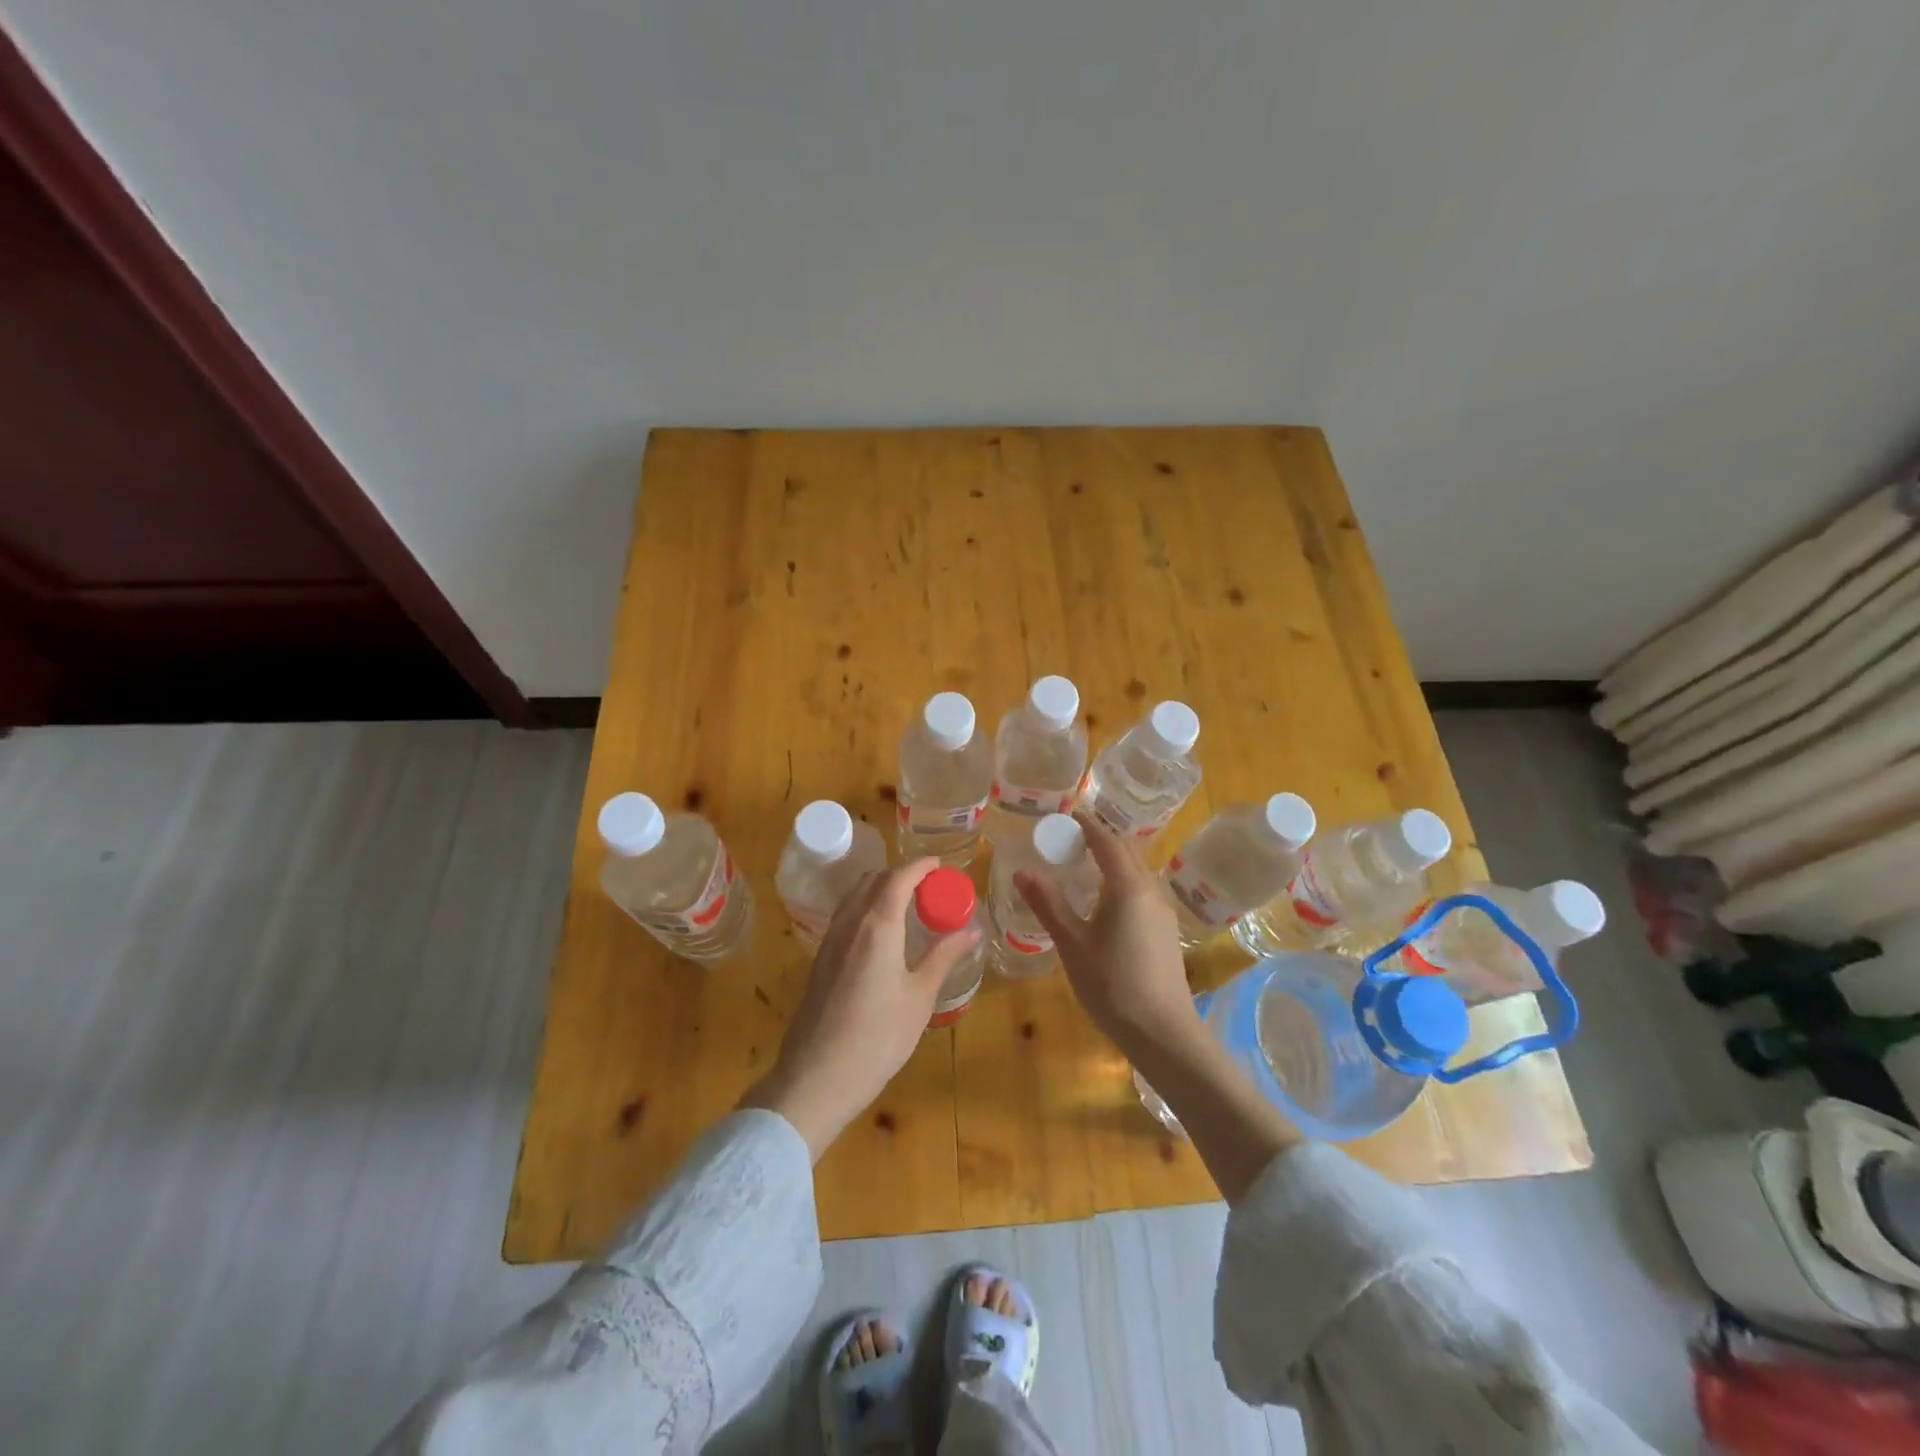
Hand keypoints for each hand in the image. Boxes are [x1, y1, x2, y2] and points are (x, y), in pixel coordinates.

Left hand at [741, 859, 979, 1158]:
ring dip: (881, 890)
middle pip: (874, 880)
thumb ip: (943, 957)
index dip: (920, 866)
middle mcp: (850, 923)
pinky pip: (845, 916)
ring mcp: (829, 940)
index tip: (940, 866)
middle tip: (929, 889)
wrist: (815, 1078)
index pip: (899, 878)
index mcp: (878, 926)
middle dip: (902, 875)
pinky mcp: (820, 959)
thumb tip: (971, 930)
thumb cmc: (877, 1039)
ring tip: (908, 908)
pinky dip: (866, 908)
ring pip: (855, 896)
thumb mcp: (919, 998)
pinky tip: (882, 934)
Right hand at [1015, 812, 1199, 1057]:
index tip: (1068, 816)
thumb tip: (1023, 872)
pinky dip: (1123, 880)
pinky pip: (1143, 889)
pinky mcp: (1167, 930)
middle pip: (1127, 851)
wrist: (1163, 1032)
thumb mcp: (1072, 944)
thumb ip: (1049, 904)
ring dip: (1114, 860)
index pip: (1107, 841)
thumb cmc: (1112, 984)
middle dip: (1100, 839)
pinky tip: (1107, 900)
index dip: (1087, 825)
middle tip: (1070, 839)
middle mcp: (1151, 889)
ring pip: (1138, 871)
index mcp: (1128, 886)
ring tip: (1085, 866)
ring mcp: (1163, 911)